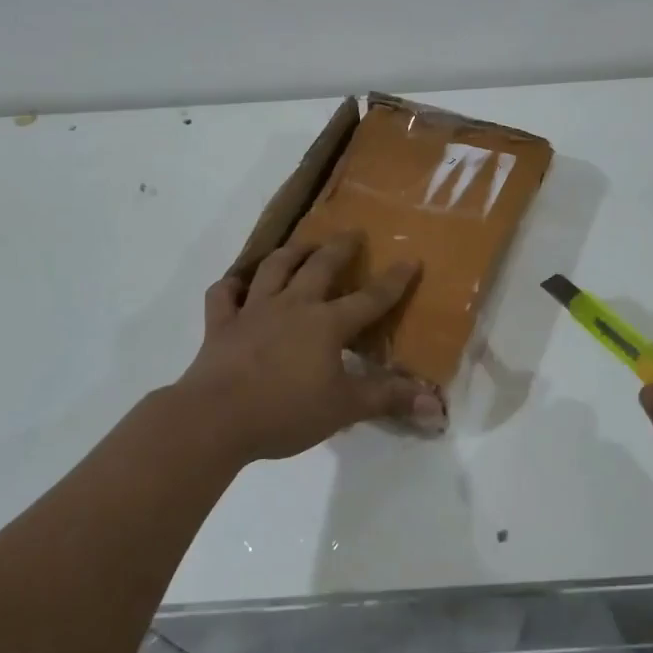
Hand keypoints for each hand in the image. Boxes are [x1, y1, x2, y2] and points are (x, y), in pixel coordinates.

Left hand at [173, 232, 445, 461]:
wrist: (216, 419)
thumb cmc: (286, 412)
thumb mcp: (344, 408)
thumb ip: (388, 399)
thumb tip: (436, 405)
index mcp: (326, 324)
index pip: (369, 299)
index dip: (393, 281)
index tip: (410, 259)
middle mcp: (292, 305)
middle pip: (320, 267)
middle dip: (339, 248)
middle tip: (352, 233)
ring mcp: (252, 311)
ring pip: (273, 269)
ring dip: (290, 253)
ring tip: (302, 245)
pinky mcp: (220, 324)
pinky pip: (223, 295)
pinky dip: (230, 286)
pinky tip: (237, 285)